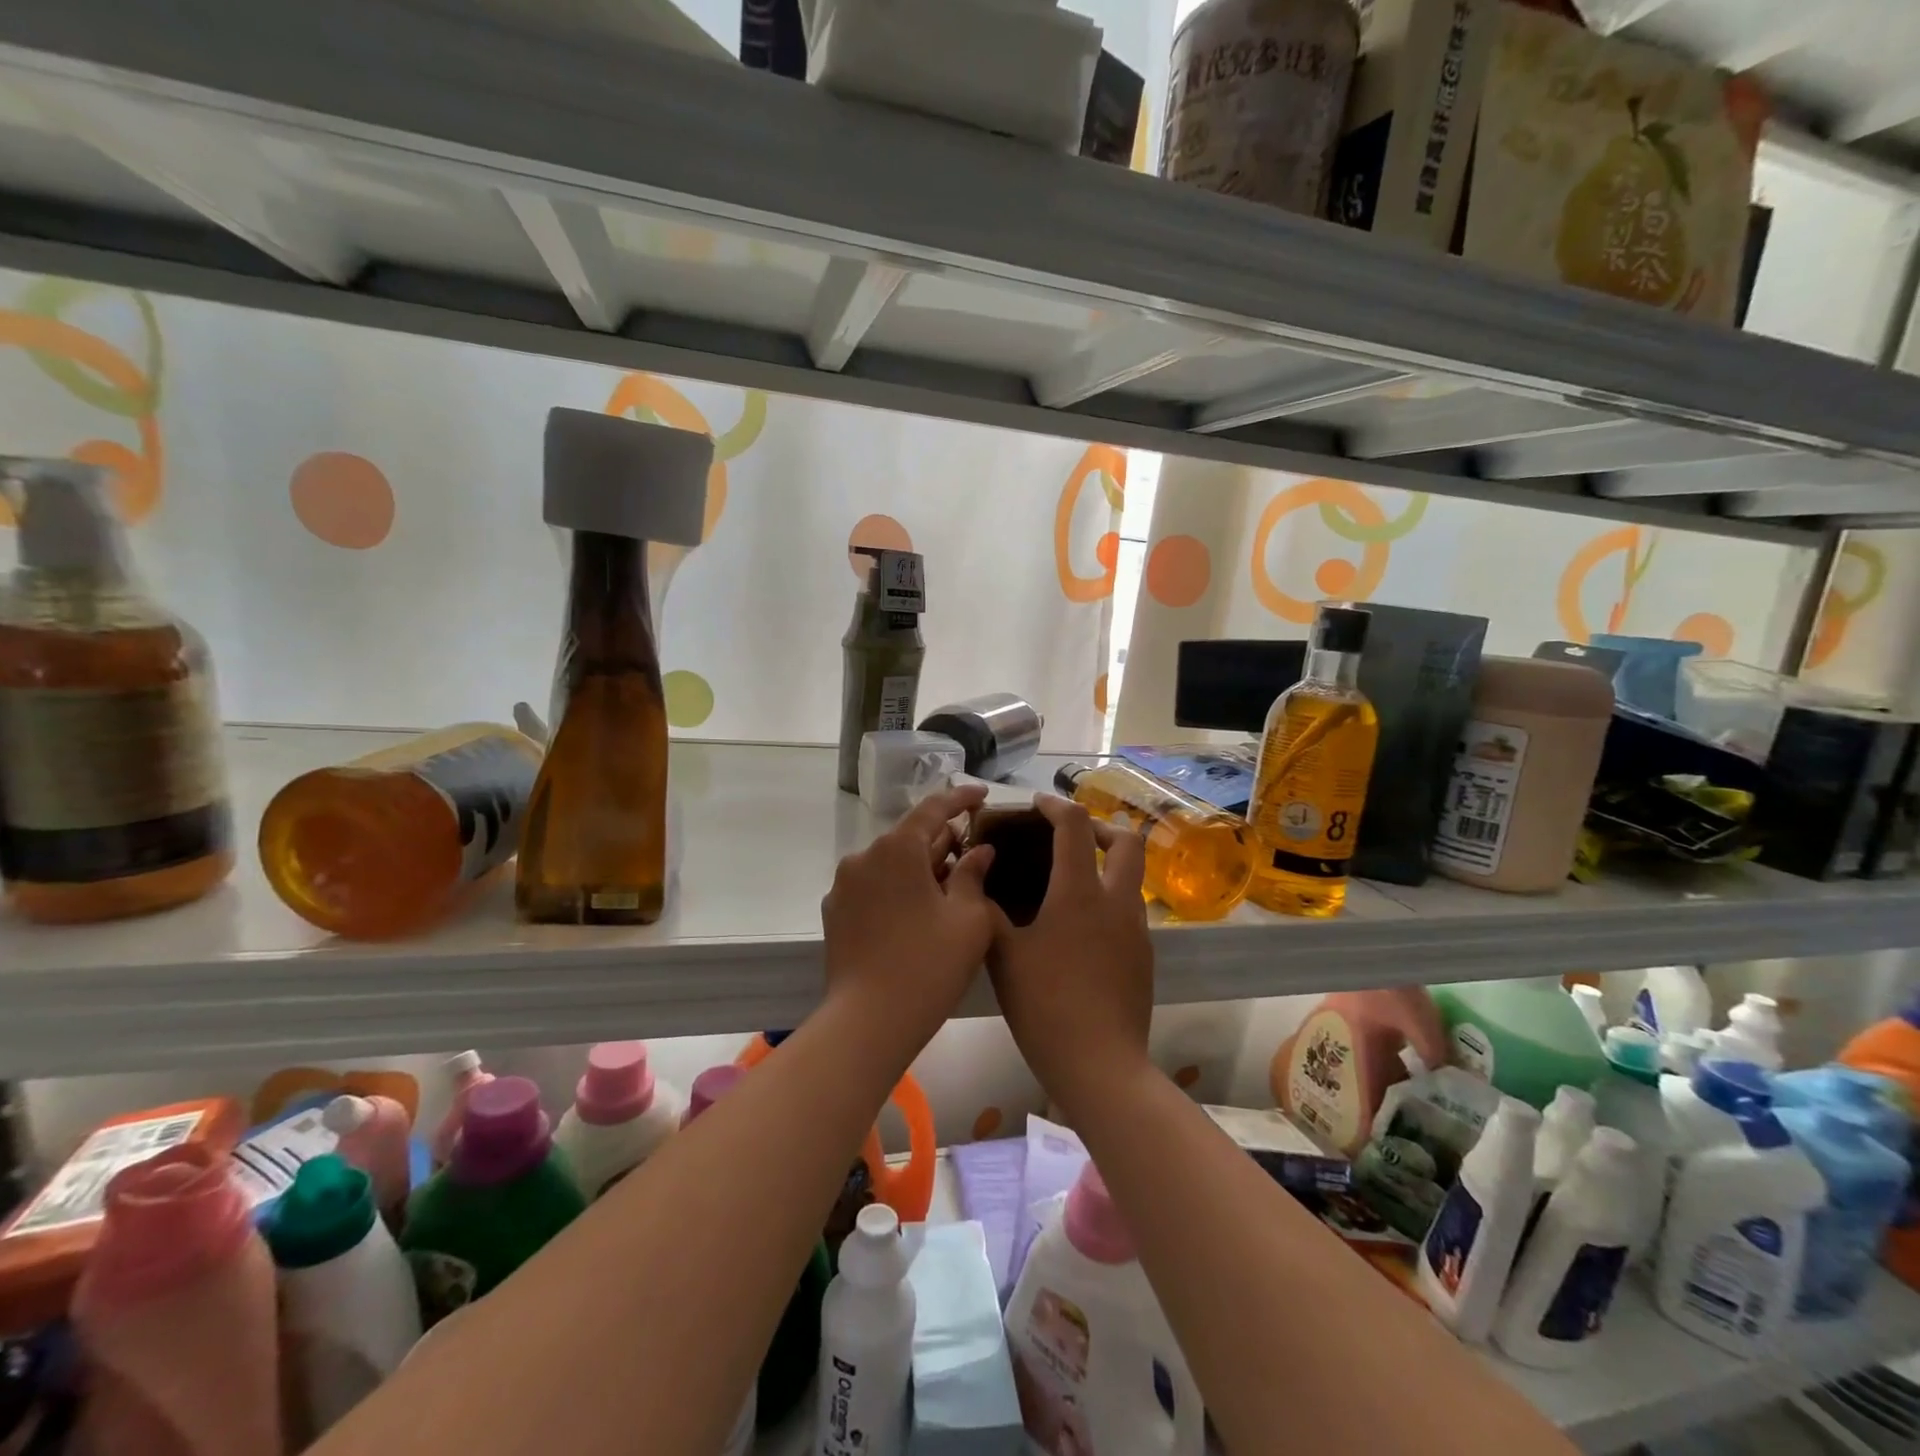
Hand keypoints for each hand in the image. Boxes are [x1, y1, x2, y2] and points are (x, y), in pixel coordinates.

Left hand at [820, 784, 995, 1050]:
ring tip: (950, 885)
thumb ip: (974, 875)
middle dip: (943, 840)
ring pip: (891, 863)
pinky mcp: (836, 913)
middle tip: (974, 850)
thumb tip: (979, 851)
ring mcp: (844, 886)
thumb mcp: (968, 919)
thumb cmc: (929, 965)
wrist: (868, 1022)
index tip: (982, 795)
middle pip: (910, 837)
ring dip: (920, 867)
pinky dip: (898, 888)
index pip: (933, 809)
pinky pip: (874, 886)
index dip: (960, 799)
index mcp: (897, 848)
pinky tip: (919, 911)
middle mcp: (864, 857)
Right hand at [987, 794, 1153, 1113]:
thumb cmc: (1046, 1006)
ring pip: (1132, 877)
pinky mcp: (1144, 957)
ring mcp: (1137, 931)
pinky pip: (1129, 910)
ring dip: (1107, 864)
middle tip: (1069, 836)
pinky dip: (1108, 899)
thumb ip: (988, 913)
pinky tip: (1079, 928)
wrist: (1100, 1066)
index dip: (1056, 806)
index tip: (1037, 805)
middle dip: (1100, 827)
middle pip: (1127, 841)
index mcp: (1079, 894)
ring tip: (1069, 881)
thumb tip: (978, 883)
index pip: (1075, 826)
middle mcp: (1117, 902)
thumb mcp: (1003, 956)